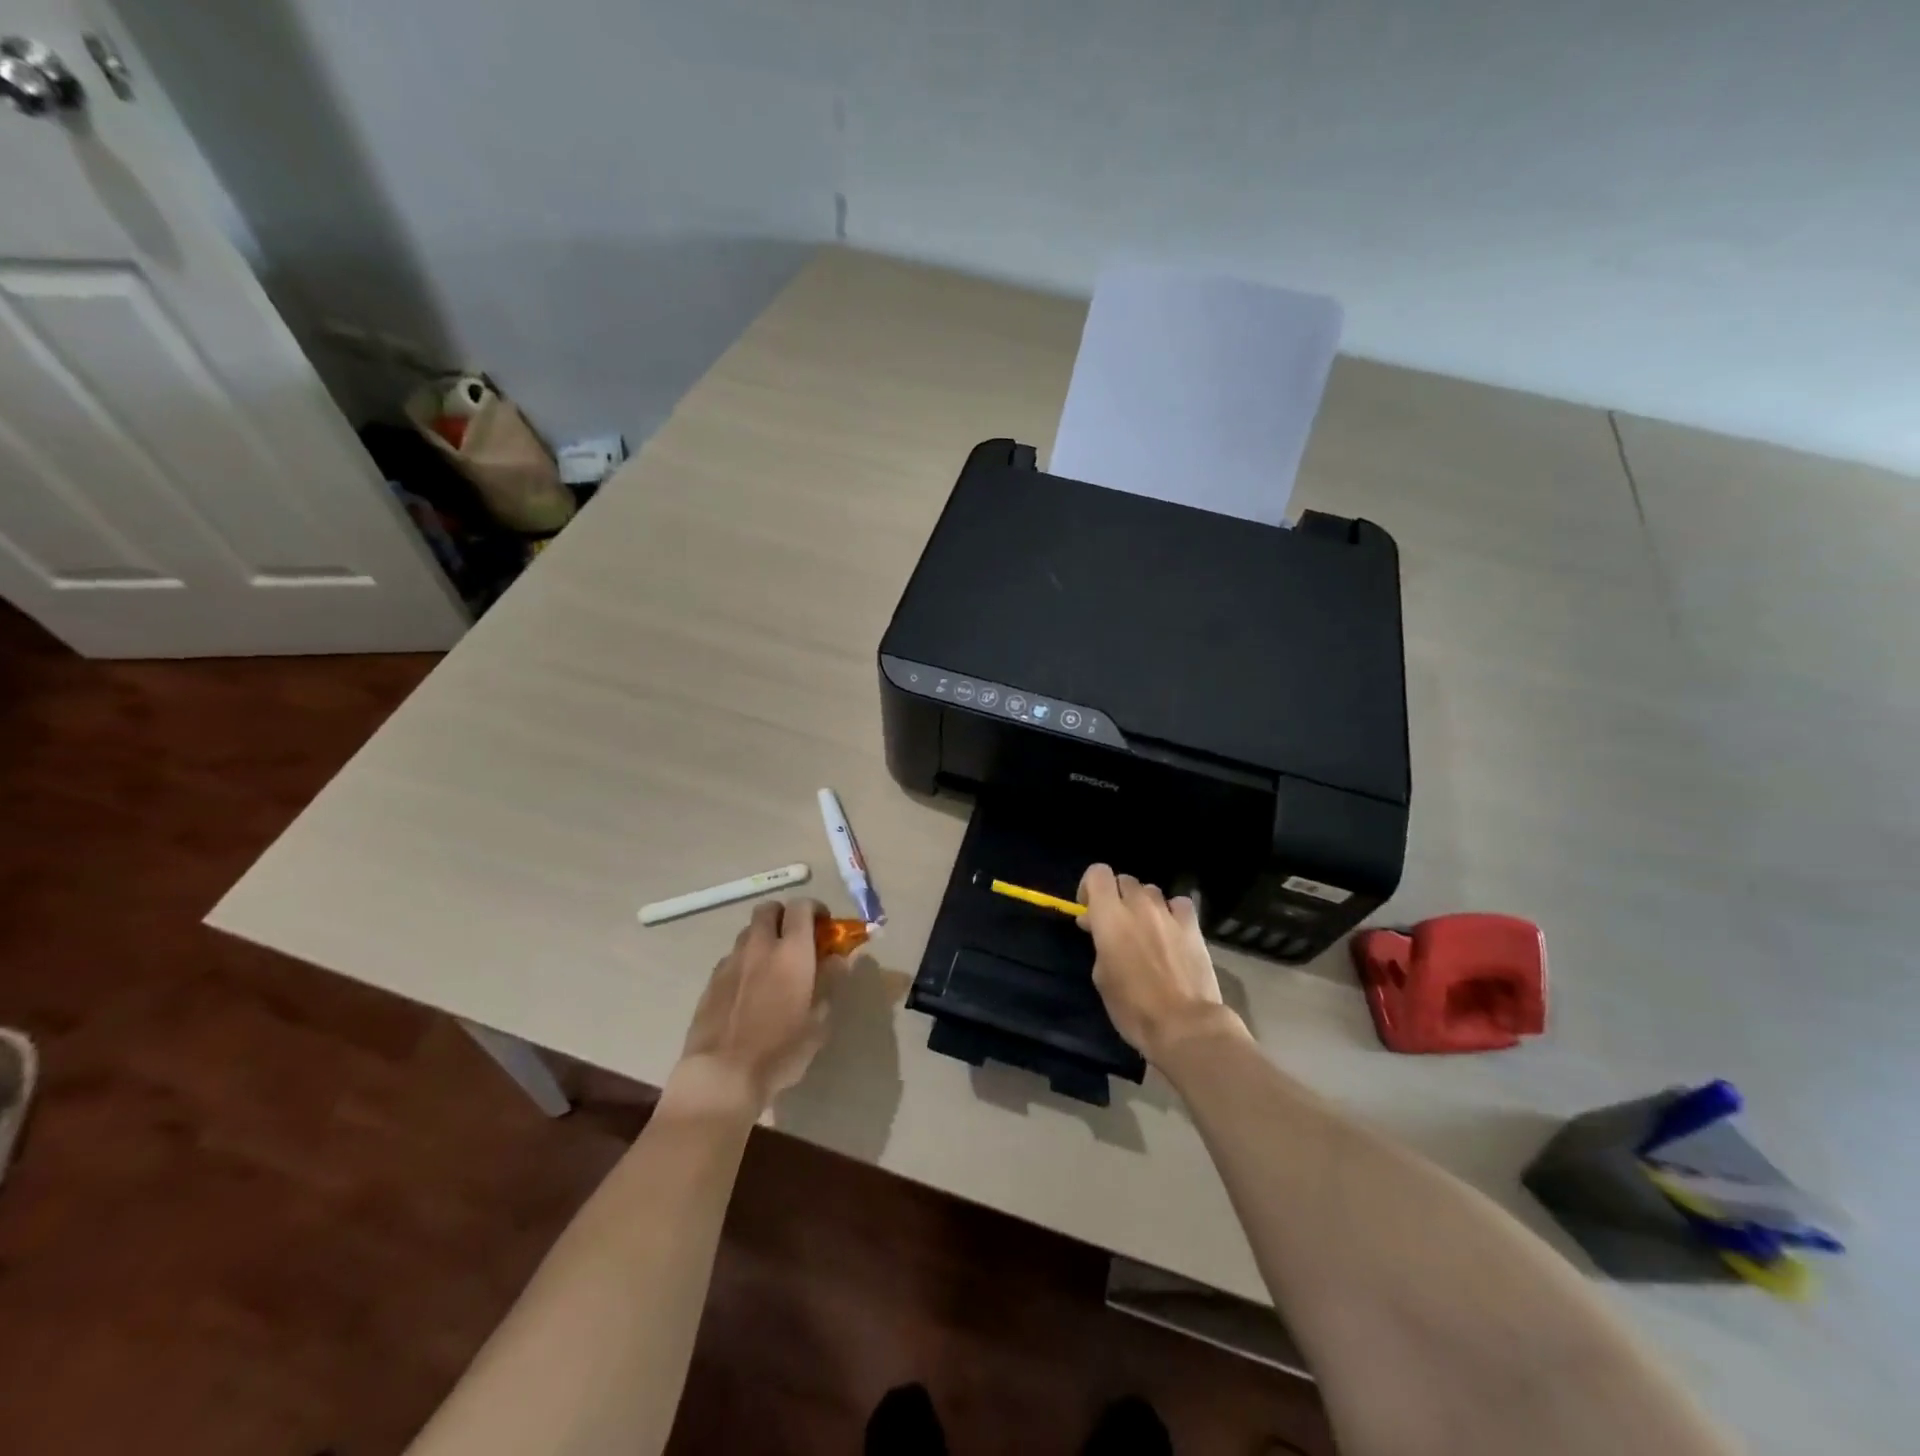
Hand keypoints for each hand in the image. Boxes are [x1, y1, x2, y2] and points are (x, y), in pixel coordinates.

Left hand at [674, 899, 845, 1114]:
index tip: (824, 926)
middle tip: (796, 939)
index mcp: (791, 951)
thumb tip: (838, 957)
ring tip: (773, 965)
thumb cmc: (780, 1049)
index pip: (801, 907)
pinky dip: (746, 961)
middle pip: (769, 909)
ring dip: (763, 938)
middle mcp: (759, 946)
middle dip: (784, 916)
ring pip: (748, 932)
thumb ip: (829, 981)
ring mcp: (731, 961)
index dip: (815, 909)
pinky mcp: (711, 980)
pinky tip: (750, 990)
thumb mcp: (819, 1019)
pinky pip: (733, 957)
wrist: (722, 1075)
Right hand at [1077, 864, 1243, 1064]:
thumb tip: (1097, 926)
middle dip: (1117, 897)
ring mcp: (1168, 914)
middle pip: (1124, 880)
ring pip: (1151, 890)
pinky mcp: (1192, 926)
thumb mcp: (1101, 977)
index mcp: (1110, 917)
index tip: (1090, 910)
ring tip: (1146, 928)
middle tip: (1117, 924)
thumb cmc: (1133, 1007)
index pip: (1097, 873)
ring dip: (1143, 904)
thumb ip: (1099, 942)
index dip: (1090, 887)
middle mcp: (1138, 906)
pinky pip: (1179, 904)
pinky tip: (1171, 929)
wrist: (1184, 1025)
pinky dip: (1172, 911)